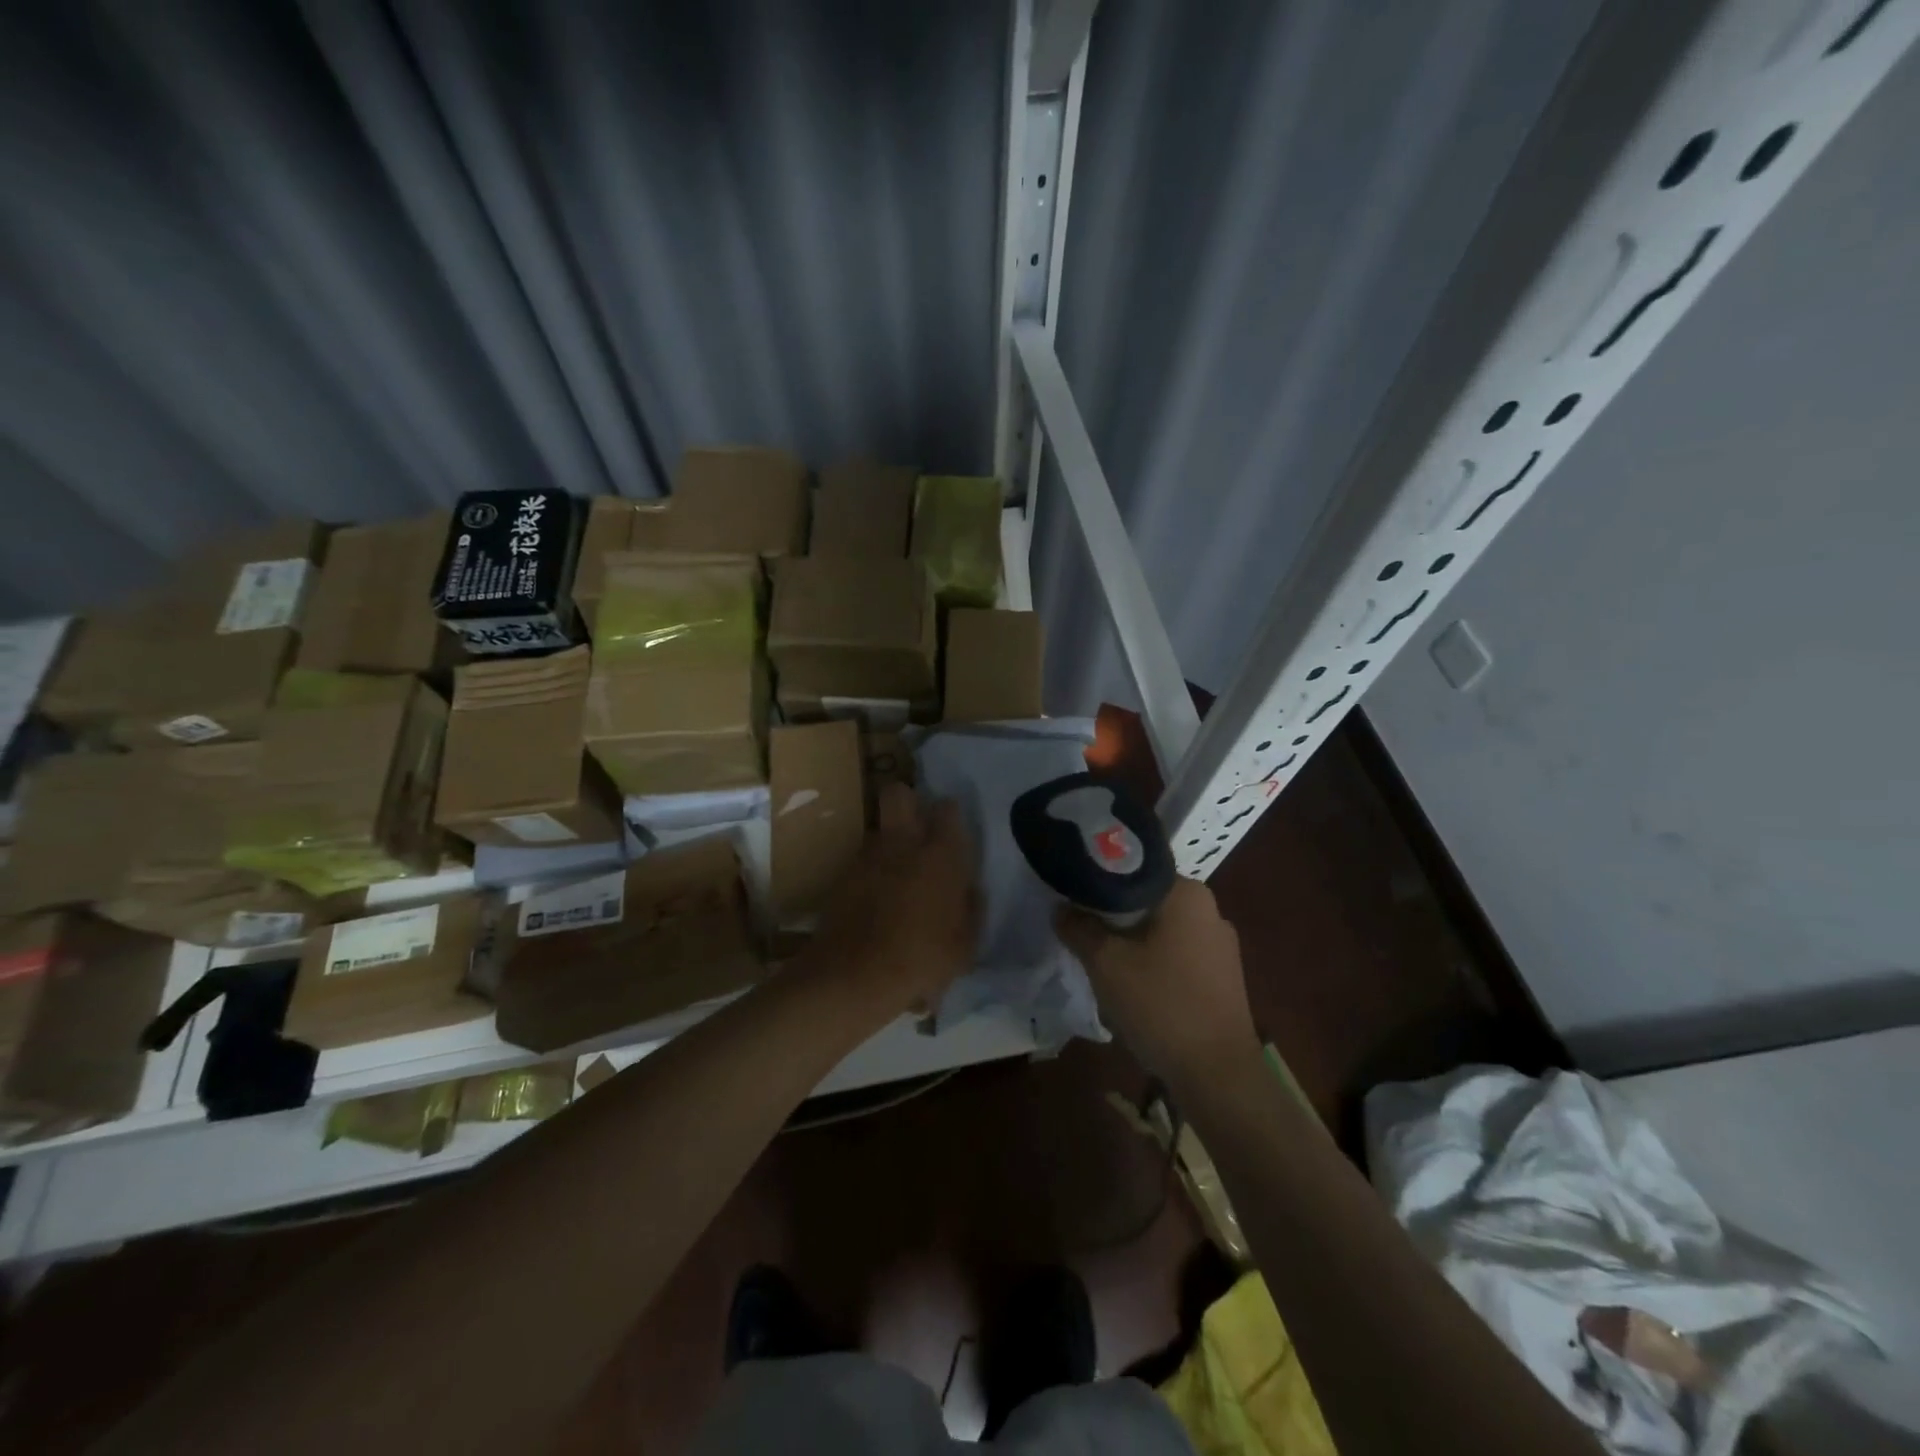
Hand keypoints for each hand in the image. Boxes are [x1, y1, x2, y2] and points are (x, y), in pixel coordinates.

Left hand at [808, 783, 979, 1020]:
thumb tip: (969, 889)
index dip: (949, 814)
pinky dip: (871, 874)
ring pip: (879, 830)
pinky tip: (876, 903)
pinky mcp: (842, 877)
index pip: (947, 809)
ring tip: (897, 878)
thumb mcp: (965, 943)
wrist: (855, 977)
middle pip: (898, 793)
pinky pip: (862, 862)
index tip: (952, 830)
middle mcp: (901, 843)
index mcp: (939, 854)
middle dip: (907, 801)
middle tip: (918, 828)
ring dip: (889, 844)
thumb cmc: (922, 960)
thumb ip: (970, 908)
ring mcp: (866, 857)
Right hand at [1056, 877, 1258, 1088]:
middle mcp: (1210, 910)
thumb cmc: (1161, 1005)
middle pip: (1146, 901)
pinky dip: (1151, 964)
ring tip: (1101, 964)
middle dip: (1112, 917)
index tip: (1071, 897)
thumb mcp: (1106, 963)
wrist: (1218, 1076)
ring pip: (1160, 931)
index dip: (1098, 881)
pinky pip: (1176, 956)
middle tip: (1080, 932)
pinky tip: (1132, 989)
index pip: (1133, 869)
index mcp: (1187, 893)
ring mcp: (1220, 946)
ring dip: (1130, 943)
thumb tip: (1061, 908)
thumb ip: (1079, 927)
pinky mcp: (1222, 978)